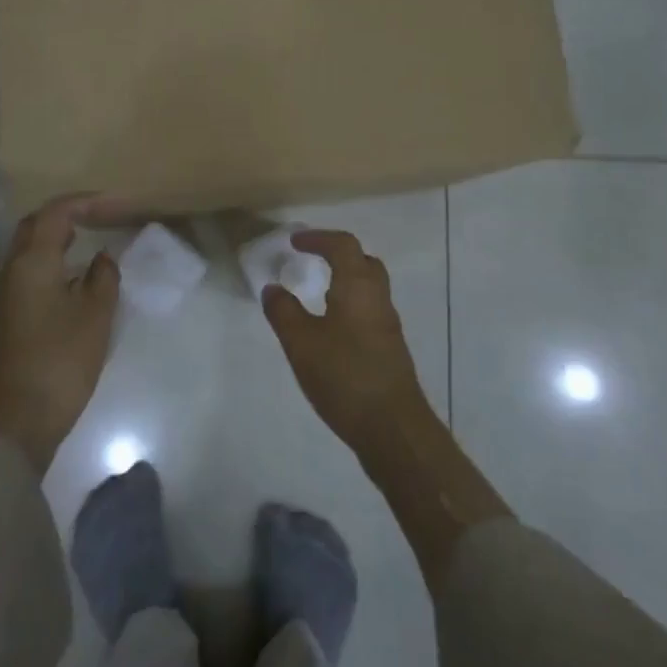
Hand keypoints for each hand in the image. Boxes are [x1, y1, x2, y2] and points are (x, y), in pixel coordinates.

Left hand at [0, 194, 120, 473]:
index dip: (85, 202)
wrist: (20, 419)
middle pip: (35, 225)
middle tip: (99, 215)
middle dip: (65, 213)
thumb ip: (103, 277)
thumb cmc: (62, 360)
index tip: (116, 203)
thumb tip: (101, 258)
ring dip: (57, 236)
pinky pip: (30, 269)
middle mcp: (14, 269)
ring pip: (29, 248)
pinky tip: (76, 274)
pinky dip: (53, 258)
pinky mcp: (11, 315)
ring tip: (91, 237)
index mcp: (33, 262)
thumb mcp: (96, 315)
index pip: (56, 213)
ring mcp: (8, 293)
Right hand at [262, 229, 432, 458]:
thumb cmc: (344, 376)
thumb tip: (273, 288)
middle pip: (363, 262)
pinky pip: (368, 311)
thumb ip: (284, 312)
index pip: (343, 246)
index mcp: (358, 287)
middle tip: (311, 261)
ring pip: (368, 288)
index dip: (319, 238)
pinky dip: (349, 306)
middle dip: (337, 255)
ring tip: (315, 294)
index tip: (295, 242)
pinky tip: (330, 330)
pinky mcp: (389, 348)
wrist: (393, 428)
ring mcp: (387, 325)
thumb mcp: (301, 343)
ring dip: (344, 281)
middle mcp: (378, 299)